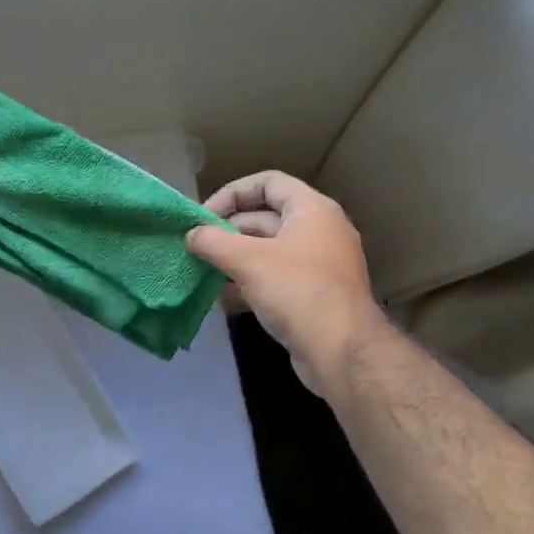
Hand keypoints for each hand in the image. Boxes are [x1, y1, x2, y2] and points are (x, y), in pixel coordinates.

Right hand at [186, 171, 384, 395]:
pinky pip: (276, 278)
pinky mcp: (313, 296)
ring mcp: (318, 265)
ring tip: (203, 270)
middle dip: (228, 230)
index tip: (204, 216)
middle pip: (266, 217)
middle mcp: (319, 231)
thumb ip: (213, 241)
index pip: (268, 182)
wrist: (341, 351)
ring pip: (268, 251)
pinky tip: (222, 297)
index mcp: (312, 210)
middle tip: (197, 246)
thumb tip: (192, 235)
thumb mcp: (247, 260)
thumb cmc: (297, 291)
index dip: (232, 193)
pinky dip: (249, 282)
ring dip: (235, 258)